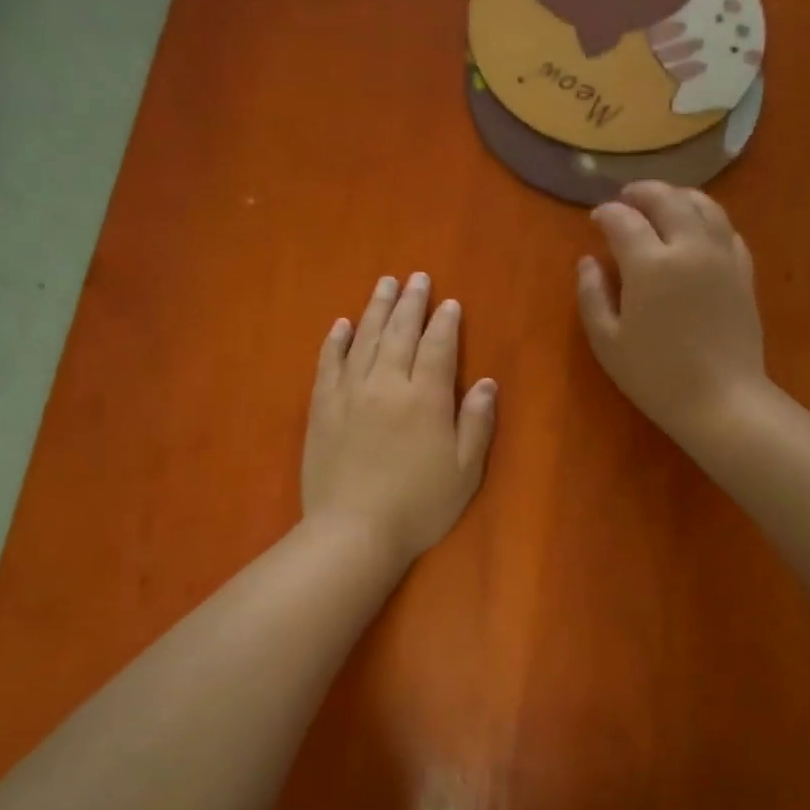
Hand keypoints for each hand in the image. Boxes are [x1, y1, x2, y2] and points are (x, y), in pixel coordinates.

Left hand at [302, 273, 497, 567]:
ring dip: (376, 309)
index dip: (446, 323)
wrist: (354, 531)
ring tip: (384, 284)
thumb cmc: (419, 506)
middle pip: (399, 333)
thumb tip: (486, 383)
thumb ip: (476, 423)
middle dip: (410, 303)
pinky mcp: (322, 408)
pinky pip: (328, 363)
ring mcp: (349, 393)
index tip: (449, 303)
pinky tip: (342, 324)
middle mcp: (386, 383)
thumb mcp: (465, 471)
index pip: (438, 347)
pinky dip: (336, 340)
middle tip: (415, 278)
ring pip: (364, 339)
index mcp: (425, 397)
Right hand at [577, 182, 767, 446]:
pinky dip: (708, 219)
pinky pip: (727, 230)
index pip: (624, 220)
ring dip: (679, 196)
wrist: (720, 399)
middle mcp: (689, 247)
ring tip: (663, 202)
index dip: (606, 214)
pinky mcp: (744, 271)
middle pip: (667, 199)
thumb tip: (588, 261)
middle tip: (627, 198)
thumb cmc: (655, 376)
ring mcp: (722, 256)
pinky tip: (699, 229)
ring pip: (704, 205)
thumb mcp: (608, 343)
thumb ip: (592, 296)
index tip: (596, 218)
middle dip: (643, 192)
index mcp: (650, 264)